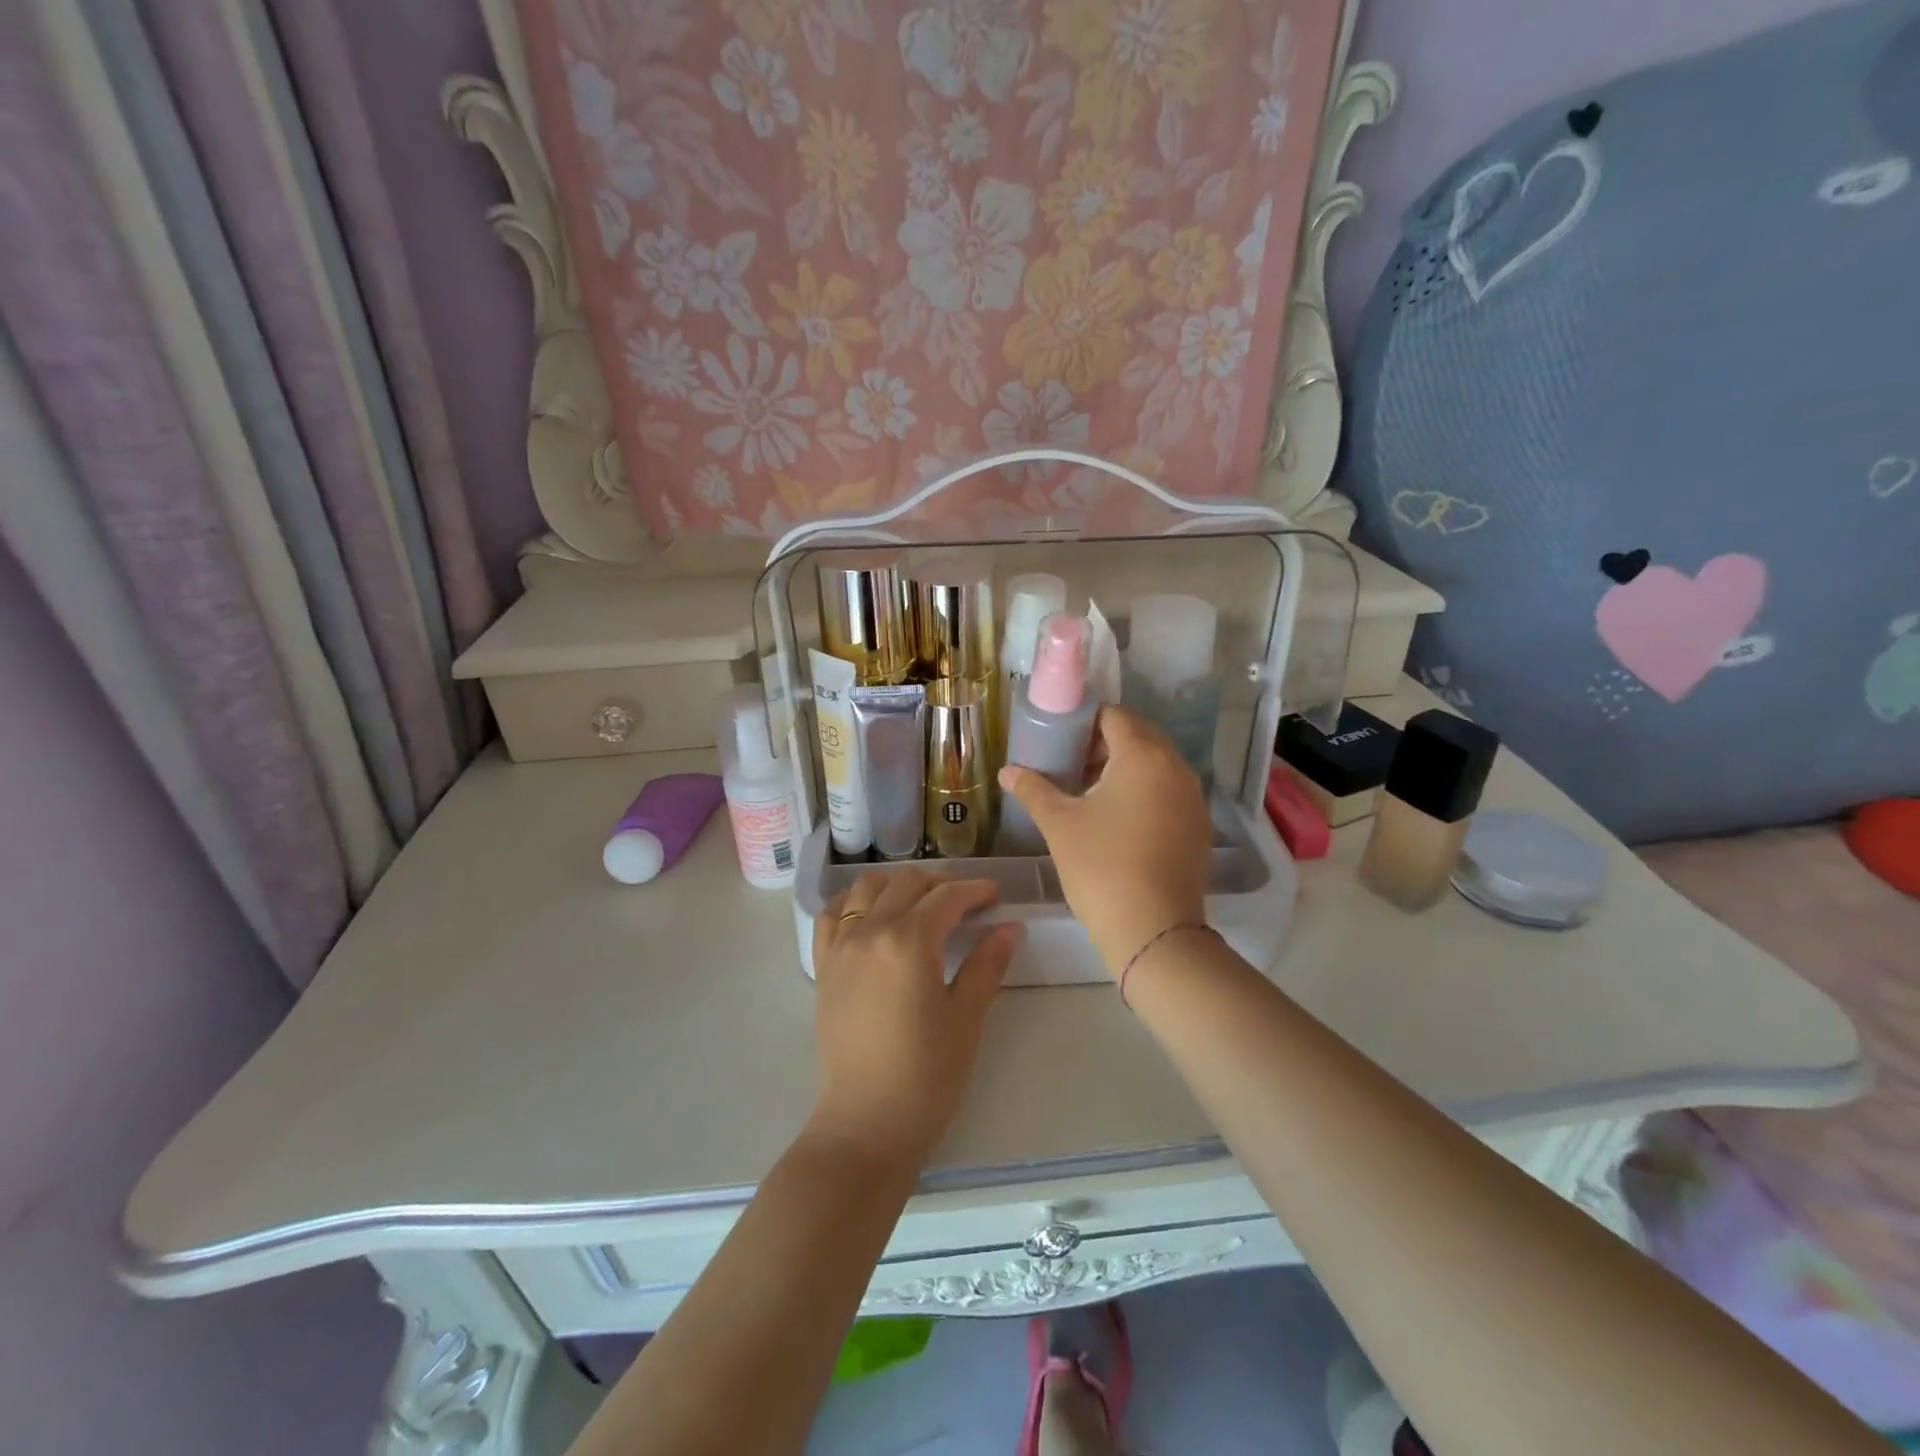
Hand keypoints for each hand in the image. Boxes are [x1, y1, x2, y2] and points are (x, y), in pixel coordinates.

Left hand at [808, 870, 1019, 1168]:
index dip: (975, 890)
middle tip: (966, 902)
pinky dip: (854, 902)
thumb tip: (1010, 927)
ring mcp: (841, 947)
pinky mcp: (824, 967)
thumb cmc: (926, 1075)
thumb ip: (987, 964)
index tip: (996, 895)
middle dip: (941, 883)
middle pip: (907, 883)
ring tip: (920, 903)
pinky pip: (832, 915)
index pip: (947, 897)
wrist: (866, 1124)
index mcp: (909, 941)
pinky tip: (872, 914)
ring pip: (867, 888)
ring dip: (897, 885)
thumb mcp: (966, 1018)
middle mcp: (870, 931)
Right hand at [999, 706, 1211, 973]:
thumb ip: (1033, 789)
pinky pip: (1168, 791)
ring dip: (1124, 768)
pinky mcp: (1198, 826)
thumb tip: (1007, 771)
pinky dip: (1144, 792)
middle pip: (1139, 736)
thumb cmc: (1101, 866)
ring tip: (1089, 794)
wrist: (1153, 930)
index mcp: (1143, 756)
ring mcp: (1193, 798)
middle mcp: (1175, 767)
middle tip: (1070, 766)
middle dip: (1104, 744)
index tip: (1059, 741)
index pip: (1114, 716)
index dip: (1084, 722)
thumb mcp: (1060, 824)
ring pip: (1156, 765)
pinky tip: (1118, 821)